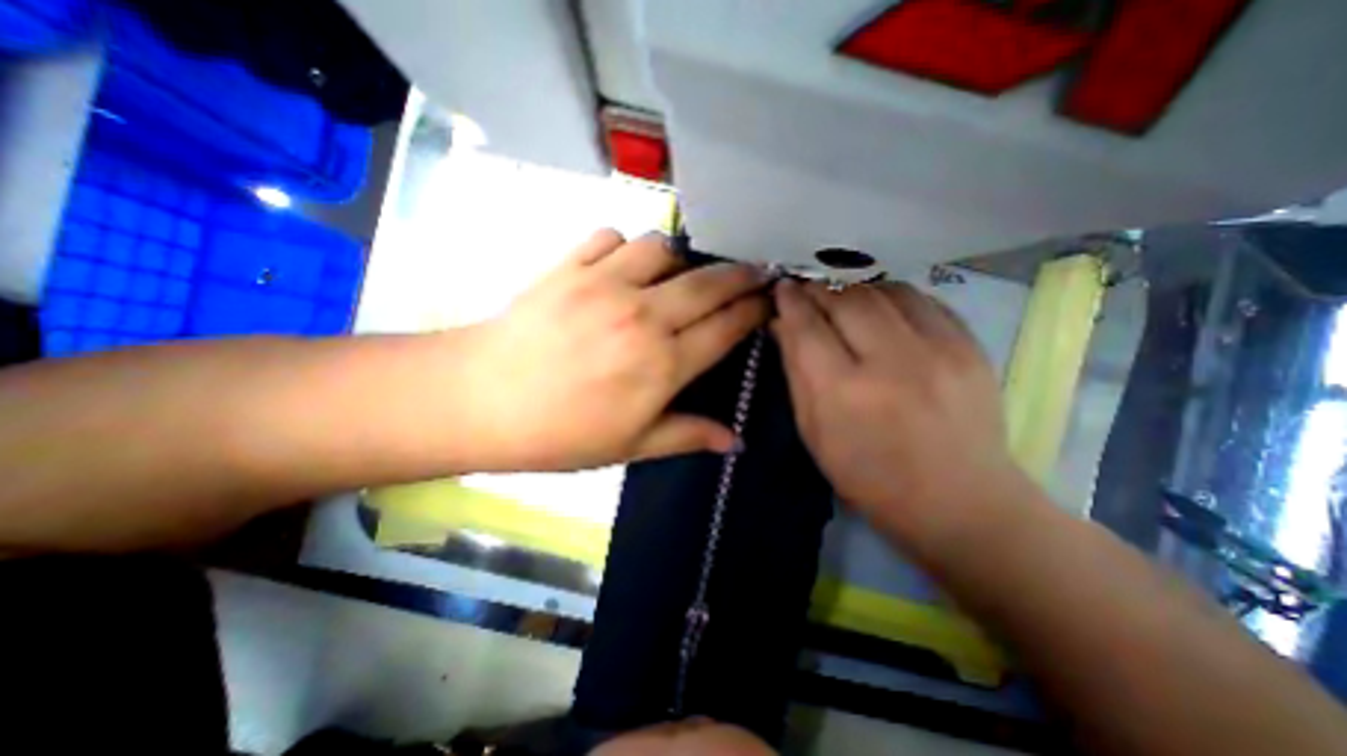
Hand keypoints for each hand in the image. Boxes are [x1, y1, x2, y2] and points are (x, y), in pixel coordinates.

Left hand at [455, 228, 766, 467]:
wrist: (481, 401)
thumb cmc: (560, 434)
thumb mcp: (631, 446)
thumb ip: (688, 435)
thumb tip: (735, 443)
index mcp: (662, 364)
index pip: (725, 328)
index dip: (753, 312)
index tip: (768, 301)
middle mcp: (643, 316)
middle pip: (707, 284)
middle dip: (740, 275)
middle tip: (755, 271)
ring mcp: (604, 285)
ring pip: (661, 248)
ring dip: (678, 258)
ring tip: (676, 273)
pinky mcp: (569, 267)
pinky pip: (610, 237)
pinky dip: (623, 247)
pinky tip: (619, 265)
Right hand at [774, 277, 1028, 547]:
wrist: (959, 502)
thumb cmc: (869, 477)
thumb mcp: (814, 432)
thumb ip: (796, 372)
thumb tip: (782, 324)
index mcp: (844, 392)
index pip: (807, 327)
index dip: (790, 302)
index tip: (782, 288)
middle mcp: (891, 362)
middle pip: (846, 300)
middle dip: (819, 290)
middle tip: (808, 292)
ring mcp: (939, 351)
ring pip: (885, 291)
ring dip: (855, 290)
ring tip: (844, 302)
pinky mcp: (971, 347)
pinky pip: (923, 300)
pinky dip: (893, 297)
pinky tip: (883, 311)